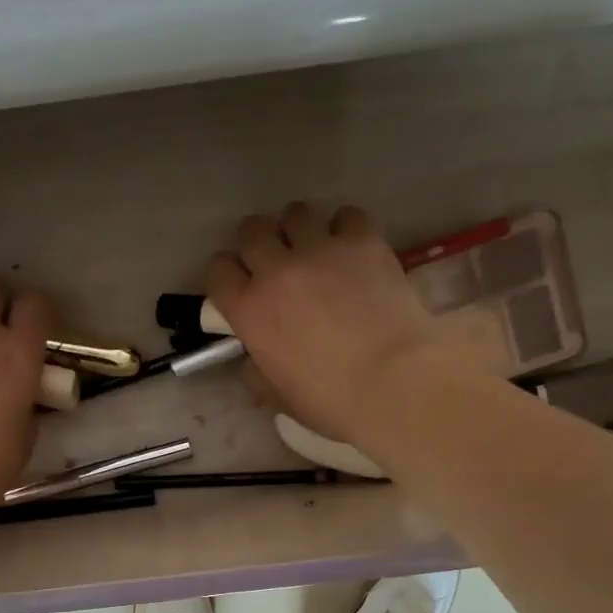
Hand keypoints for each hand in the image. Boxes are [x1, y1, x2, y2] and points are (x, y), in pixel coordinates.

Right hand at [206, 202, 439, 443]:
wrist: (394, 380)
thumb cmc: (330, 400)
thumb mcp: (278, 397)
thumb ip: (256, 372)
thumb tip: (254, 359)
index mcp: (248, 310)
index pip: (218, 271)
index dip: (225, 276)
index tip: (238, 286)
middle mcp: (276, 270)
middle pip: (252, 230)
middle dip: (258, 242)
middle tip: (275, 262)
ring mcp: (319, 249)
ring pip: (295, 213)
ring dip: (298, 228)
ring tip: (314, 249)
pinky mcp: (362, 240)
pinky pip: (345, 215)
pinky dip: (344, 228)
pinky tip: (352, 249)